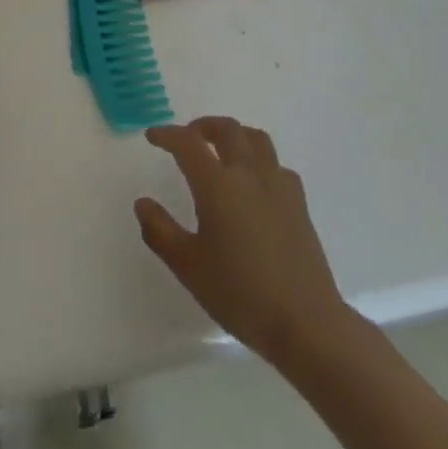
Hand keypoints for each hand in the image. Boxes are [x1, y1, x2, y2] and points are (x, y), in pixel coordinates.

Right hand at [136, 117, 348, 364]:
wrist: (305, 321)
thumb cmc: (240, 294)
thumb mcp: (189, 267)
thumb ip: (161, 231)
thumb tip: (142, 203)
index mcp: (217, 185)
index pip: (187, 144)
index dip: (167, 134)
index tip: (152, 136)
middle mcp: (248, 173)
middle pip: (226, 129)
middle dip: (202, 127)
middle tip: (187, 138)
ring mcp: (277, 184)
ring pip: (255, 138)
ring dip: (234, 134)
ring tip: (221, 149)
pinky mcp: (298, 201)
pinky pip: (276, 164)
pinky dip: (260, 160)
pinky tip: (255, 182)